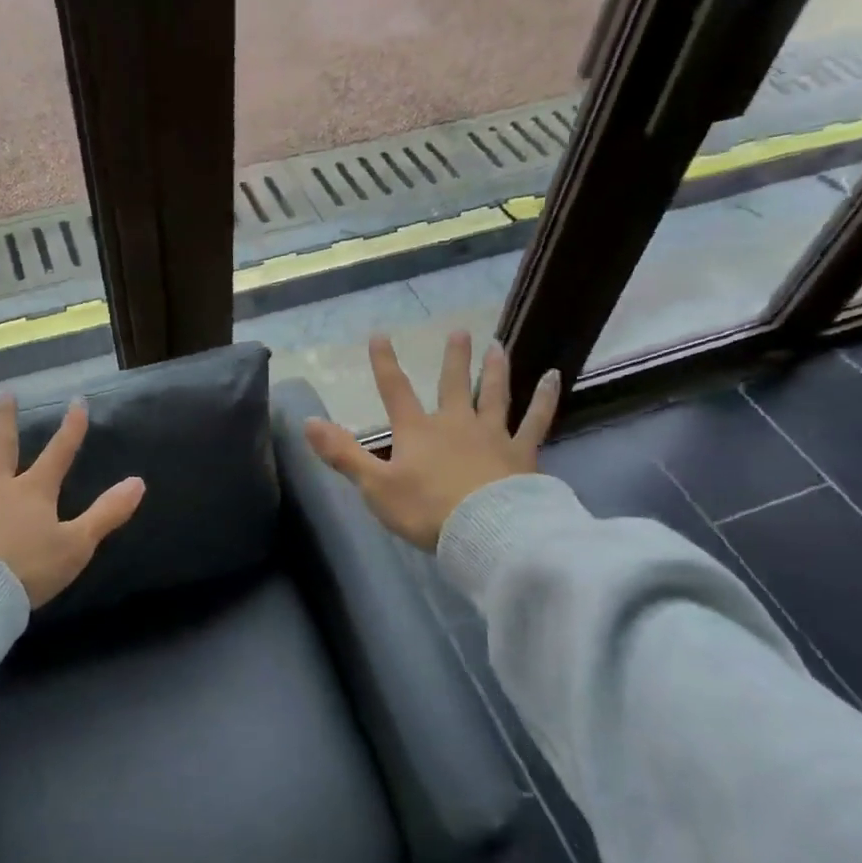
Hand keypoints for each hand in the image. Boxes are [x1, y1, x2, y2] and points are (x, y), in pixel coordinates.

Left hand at [0, 395, 145, 606]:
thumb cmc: (28, 571)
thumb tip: (139, 482)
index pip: (59, 453)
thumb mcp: (77, 544)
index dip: (72, 429)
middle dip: (5, 421)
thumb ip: (107, 513)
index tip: (78, 402)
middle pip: (2, 447)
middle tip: (3, 395)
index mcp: (33, 492)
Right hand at [304, 331, 558, 550]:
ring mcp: (492, 435)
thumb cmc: (425, 510)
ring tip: (497, 345)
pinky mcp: (522, 453)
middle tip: (459, 330)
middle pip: (452, 384)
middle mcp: (455, 424)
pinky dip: (545, 399)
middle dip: (453, 358)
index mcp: (417, 432)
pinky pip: (536, 421)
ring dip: (495, 369)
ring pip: (494, 394)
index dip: (385, 363)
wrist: (485, 532)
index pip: (395, 390)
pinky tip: (554, 377)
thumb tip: (307, 421)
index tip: (380, 334)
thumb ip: (343, 453)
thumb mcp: (374, 485)